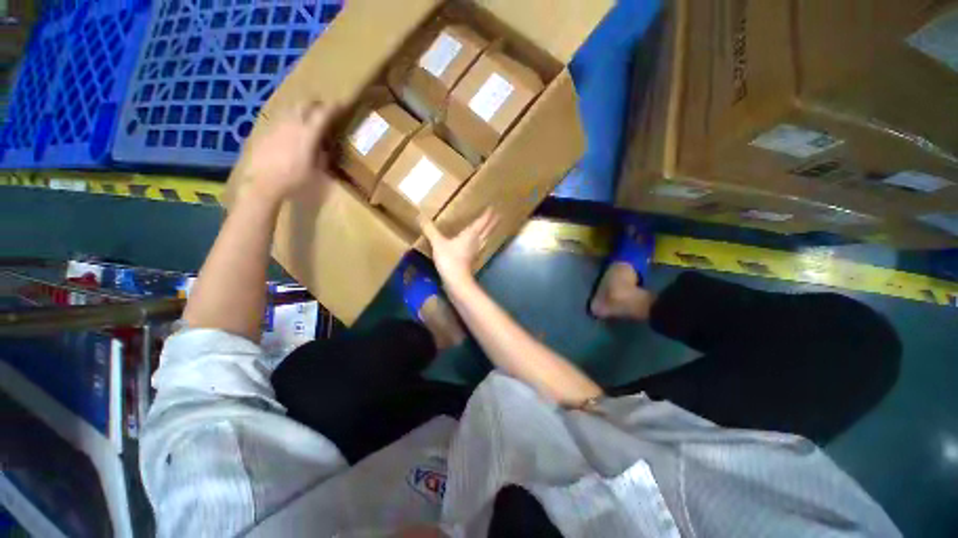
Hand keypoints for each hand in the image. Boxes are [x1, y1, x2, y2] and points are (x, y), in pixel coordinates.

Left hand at [243, 101, 335, 201]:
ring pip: (292, 108)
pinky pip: (281, 118)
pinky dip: (291, 118)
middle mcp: (292, 124)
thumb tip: (325, 149)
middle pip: (305, 104)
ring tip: (309, 116)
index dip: (334, 108)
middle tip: (325, 109)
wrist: (262, 182)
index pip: (323, 114)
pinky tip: (292, 129)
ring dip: (303, 109)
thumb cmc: (294, 179)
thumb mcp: (316, 171)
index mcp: (308, 134)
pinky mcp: (266, 130)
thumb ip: (322, 156)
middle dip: (317, 104)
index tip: (342, 104)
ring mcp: (277, 125)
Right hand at [419, 208, 498, 286]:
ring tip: (491, 228)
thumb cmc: (449, 259)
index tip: (494, 208)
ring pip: (485, 239)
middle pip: (487, 230)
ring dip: (489, 232)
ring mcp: (476, 251)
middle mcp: (476, 241)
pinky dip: (482, 242)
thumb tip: (420, 216)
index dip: (488, 215)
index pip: (482, 222)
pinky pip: (480, 247)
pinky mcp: (472, 260)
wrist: (456, 281)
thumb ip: (430, 230)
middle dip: (492, 223)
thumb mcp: (438, 243)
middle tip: (498, 216)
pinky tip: (479, 244)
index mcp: (471, 234)